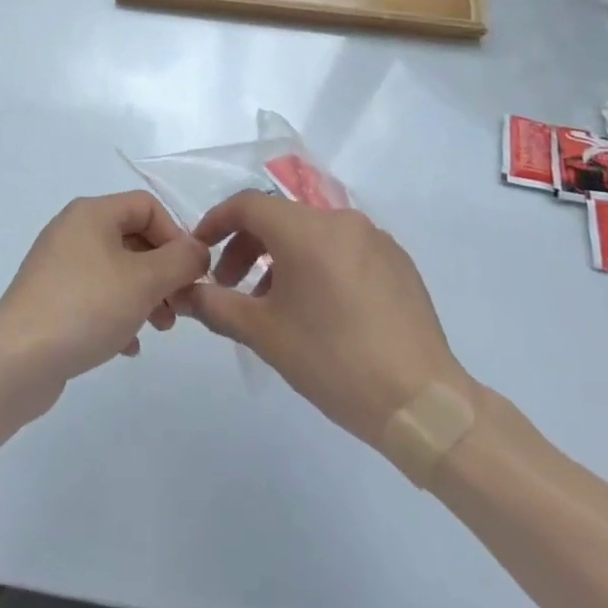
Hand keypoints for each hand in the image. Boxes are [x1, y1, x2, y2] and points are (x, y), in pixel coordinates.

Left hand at [0, 191, 209, 395]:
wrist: (17, 360)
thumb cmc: (86, 307)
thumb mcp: (144, 281)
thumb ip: (180, 261)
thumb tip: (199, 249)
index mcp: (91, 213)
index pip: (147, 206)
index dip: (175, 236)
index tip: (190, 274)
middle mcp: (73, 230)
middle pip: (133, 238)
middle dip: (163, 271)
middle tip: (181, 308)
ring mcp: (59, 265)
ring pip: (117, 270)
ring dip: (145, 295)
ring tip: (160, 328)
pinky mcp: (51, 298)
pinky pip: (96, 296)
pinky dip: (118, 313)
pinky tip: (129, 345)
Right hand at [184, 191, 472, 446]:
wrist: (422, 403)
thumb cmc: (334, 361)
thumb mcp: (264, 335)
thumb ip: (216, 305)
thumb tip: (184, 292)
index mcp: (305, 229)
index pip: (247, 205)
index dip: (217, 223)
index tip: (200, 251)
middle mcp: (340, 220)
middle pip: (279, 218)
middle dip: (248, 247)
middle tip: (232, 287)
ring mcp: (374, 238)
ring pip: (312, 234)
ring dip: (282, 259)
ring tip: (275, 305)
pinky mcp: (397, 261)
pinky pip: (343, 249)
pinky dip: (318, 265)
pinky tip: (321, 310)